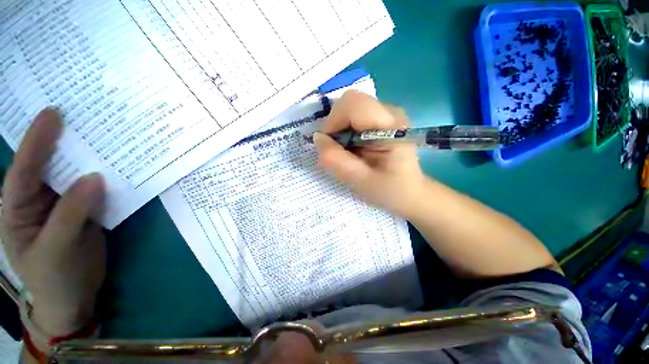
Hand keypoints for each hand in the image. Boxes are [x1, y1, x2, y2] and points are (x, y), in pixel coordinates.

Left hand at [2, 108, 105, 337]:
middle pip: (47, 165)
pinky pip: (92, 189)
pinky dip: (102, 176)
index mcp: (17, 210)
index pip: (24, 170)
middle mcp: (37, 201)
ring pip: (72, 175)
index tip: (54, 114)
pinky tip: (112, 165)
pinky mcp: (83, 211)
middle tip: (78, 115)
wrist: (74, 297)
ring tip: (97, 135)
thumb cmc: (55, 278)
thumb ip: (71, 213)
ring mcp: (62, 205)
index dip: (37, 141)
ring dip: (84, 157)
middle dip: (59, 141)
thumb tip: (96, 177)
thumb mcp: (57, 250)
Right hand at [313, 90, 425, 218]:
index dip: (333, 121)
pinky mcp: (381, 120)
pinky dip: (346, 132)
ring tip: (348, 152)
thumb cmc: (390, 190)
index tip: (330, 145)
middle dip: (336, 126)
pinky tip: (354, 148)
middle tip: (339, 150)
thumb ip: (336, 161)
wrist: (411, 192)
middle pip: (349, 103)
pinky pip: (354, 117)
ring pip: (349, 110)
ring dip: (340, 130)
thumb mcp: (360, 181)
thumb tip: (317, 138)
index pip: (353, 103)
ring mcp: (386, 114)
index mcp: (390, 126)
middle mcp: (390, 112)